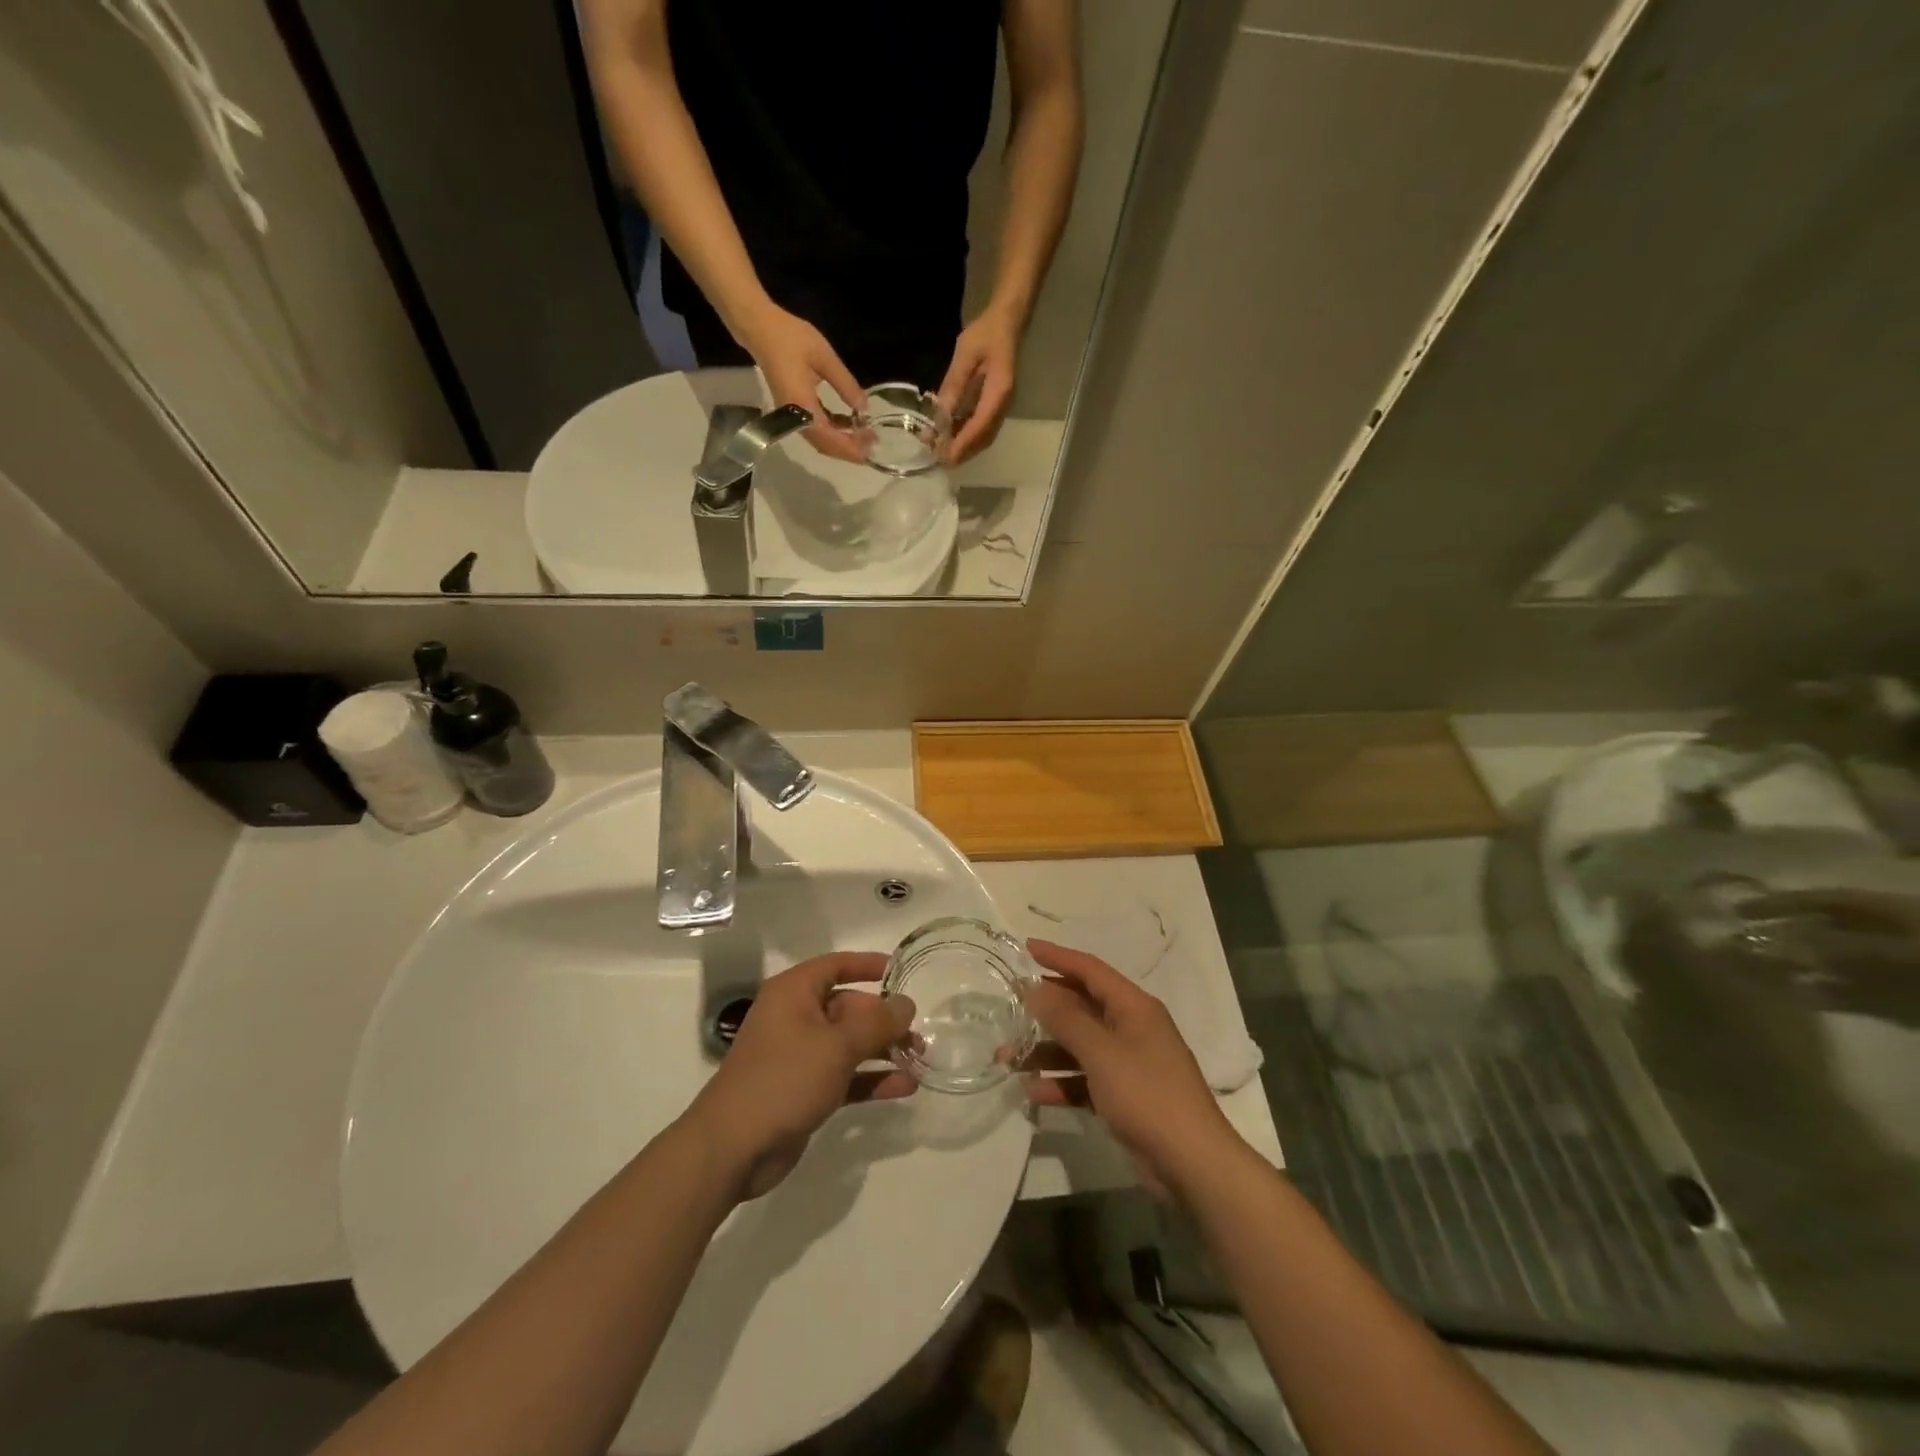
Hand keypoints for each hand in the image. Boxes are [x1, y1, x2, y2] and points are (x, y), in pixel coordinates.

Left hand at [682, 952, 914, 1200]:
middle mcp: (795, 1017)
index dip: (868, 965)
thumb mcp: (837, 1046)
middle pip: (848, 1007)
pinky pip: (844, 1075)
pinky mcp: (804, 1090)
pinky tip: (904, 1087)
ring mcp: (798, 1056)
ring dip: (883, 1050)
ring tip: (919, 1059)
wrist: (733, 1148)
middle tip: (918, 1034)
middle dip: (884, 1019)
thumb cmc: (784, 1079)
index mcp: (794, 993)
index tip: (900, 971)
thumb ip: (877, 1023)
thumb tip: (907, 1004)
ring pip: (849, 1043)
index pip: (836, 965)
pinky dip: (871, 1078)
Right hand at [736, 303, 867, 461]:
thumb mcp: (824, 357)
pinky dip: (832, 431)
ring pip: (820, 440)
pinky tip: (848, 424)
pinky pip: (815, 429)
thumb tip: (864, 408)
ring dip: (842, 442)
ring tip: (864, 436)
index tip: (870, 447)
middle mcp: (795, 417)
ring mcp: (792, 416)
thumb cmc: (790, 338)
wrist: (760, 328)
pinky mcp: (793, 410)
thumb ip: (845, 384)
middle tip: (872, 443)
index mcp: (802, 406)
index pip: (829, 438)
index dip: (850, 447)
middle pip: (825, 445)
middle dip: (849, 449)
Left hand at [937, 304, 1020, 464]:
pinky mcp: (995, 406)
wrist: (1006, 324)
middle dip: (962, 452)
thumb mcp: (965, 354)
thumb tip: (941, 415)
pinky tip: (950, 436)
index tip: (945, 456)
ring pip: (983, 437)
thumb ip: (954, 384)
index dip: (963, 444)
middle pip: (983, 438)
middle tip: (938, 459)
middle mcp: (1003, 405)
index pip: (980, 426)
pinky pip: (982, 428)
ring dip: (964, 447)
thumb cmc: (986, 334)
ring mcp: (1001, 407)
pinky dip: (967, 437)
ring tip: (941, 451)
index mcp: (998, 392)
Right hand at [1022, 939, 1244, 1198]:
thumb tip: (1036, 989)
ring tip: (1007, 1058)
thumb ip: (1066, 1019)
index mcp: (1134, 1007)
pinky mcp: (1124, 1096)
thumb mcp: (1102, 1053)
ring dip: (1045, 1051)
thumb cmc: (1148, 1095)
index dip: (1058, 957)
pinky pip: (1085, 1079)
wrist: (1192, 1163)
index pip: (1091, 970)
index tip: (1027, 948)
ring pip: (1079, 1046)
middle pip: (1082, 1007)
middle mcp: (1132, 1028)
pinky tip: (1032, 1093)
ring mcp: (1129, 1064)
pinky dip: (1061, 1083)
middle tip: (1010, 1004)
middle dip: (1045, 1009)